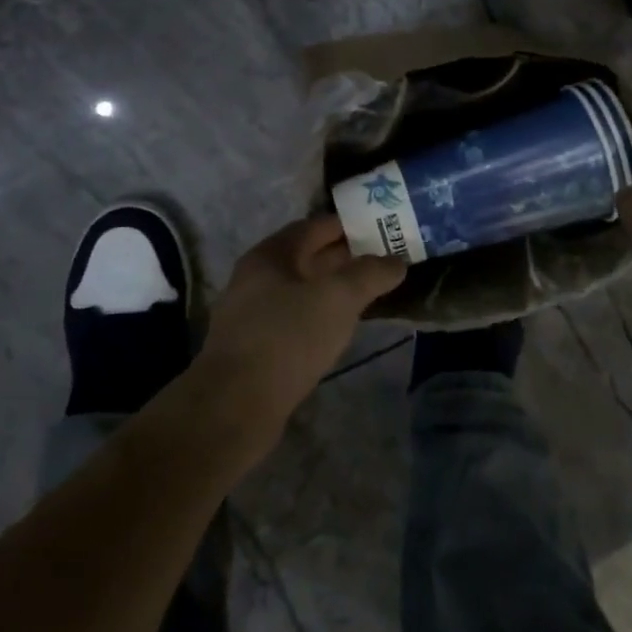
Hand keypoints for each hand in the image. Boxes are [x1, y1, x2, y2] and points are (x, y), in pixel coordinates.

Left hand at [188, 215, 406, 455]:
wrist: (235, 405)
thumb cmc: (288, 337)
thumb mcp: (338, 298)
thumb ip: (370, 274)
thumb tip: (397, 262)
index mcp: (271, 254)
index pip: (315, 226)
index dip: (349, 225)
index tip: (382, 229)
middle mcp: (256, 277)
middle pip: (307, 257)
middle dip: (345, 257)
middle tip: (383, 262)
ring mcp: (252, 314)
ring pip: (301, 290)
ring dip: (333, 289)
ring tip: (369, 294)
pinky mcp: (255, 346)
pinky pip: (294, 318)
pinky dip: (320, 315)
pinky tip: (340, 327)